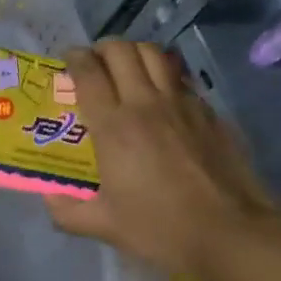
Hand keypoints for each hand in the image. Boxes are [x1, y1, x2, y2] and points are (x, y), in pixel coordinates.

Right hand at [45, 39, 280, 279]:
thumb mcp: (106, 226)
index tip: (68, 61)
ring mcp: (181, 103)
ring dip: (134, 52)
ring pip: (154, 54)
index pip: (88, 72)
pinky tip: (162, 95)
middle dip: (102, 49)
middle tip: (95, 64)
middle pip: (120, 51)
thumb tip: (49, 198)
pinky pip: (180, 77)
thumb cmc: (162, 228)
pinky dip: (164, 74)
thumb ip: (68, 211)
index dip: (74, 59)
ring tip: (127, 68)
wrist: (231, 231)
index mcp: (113, 127)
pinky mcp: (208, 111)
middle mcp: (144, 104)